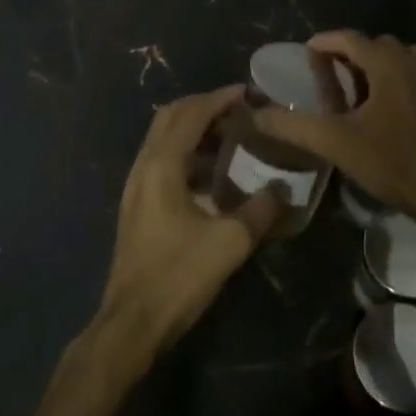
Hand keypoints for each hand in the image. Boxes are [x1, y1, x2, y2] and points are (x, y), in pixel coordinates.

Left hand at [92, 86, 287, 359]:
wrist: (131, 322)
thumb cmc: (178, 277)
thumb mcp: (229, 243)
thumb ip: (260, 210)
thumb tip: (284, 189)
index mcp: (162, 165)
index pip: (192, 114)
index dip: (220, 98)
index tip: (249, 92)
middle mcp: (144, 166)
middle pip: (171, 117)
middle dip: (204, 106)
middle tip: (239, 109)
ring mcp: (136, 185)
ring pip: (163, 137)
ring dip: (194, 127)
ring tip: (230, 134)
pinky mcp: (137, 203)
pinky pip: (162, 159)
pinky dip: (186, 150)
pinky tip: (210, 171)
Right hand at [252, 31, 415, 225]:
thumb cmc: (390, 161)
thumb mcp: (334, 142)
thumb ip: (292, 125)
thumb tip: (256, 114)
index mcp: (386, 62)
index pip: (349, 38)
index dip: (324, 42)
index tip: (306, 53)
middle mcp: (412, 60)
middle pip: (373, 45)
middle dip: (349, 54)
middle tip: (327, 75)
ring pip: (396, 58)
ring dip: (374, 66)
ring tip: (355, 90)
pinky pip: (413, 75)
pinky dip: (394, 79)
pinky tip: (383, 108)